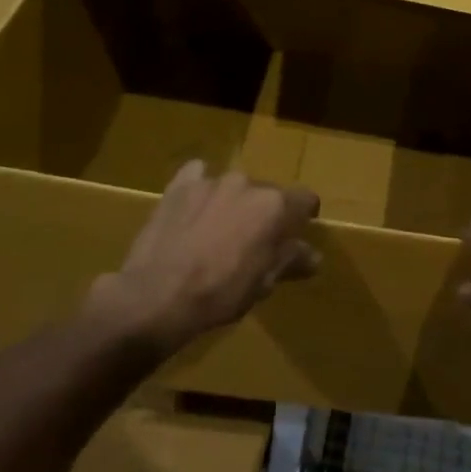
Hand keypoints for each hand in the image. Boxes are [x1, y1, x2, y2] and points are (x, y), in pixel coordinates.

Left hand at [86, 161, 320, 356]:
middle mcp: (246, 183)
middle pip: (267, 193)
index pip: (305, 200)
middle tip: (252, 243)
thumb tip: (313, 255)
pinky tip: (193, 209)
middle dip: (264, 213)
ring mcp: (210, 181)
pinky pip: (197, 175)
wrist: (156, 296)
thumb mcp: (263, 284)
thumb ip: (290, 261)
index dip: (304, 217)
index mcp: (274, 206)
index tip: (294, 236)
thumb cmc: (220, 293)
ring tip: (217, 232)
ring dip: (232, 204)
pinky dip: (200, 189)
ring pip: (233, 188)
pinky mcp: (178, 186)